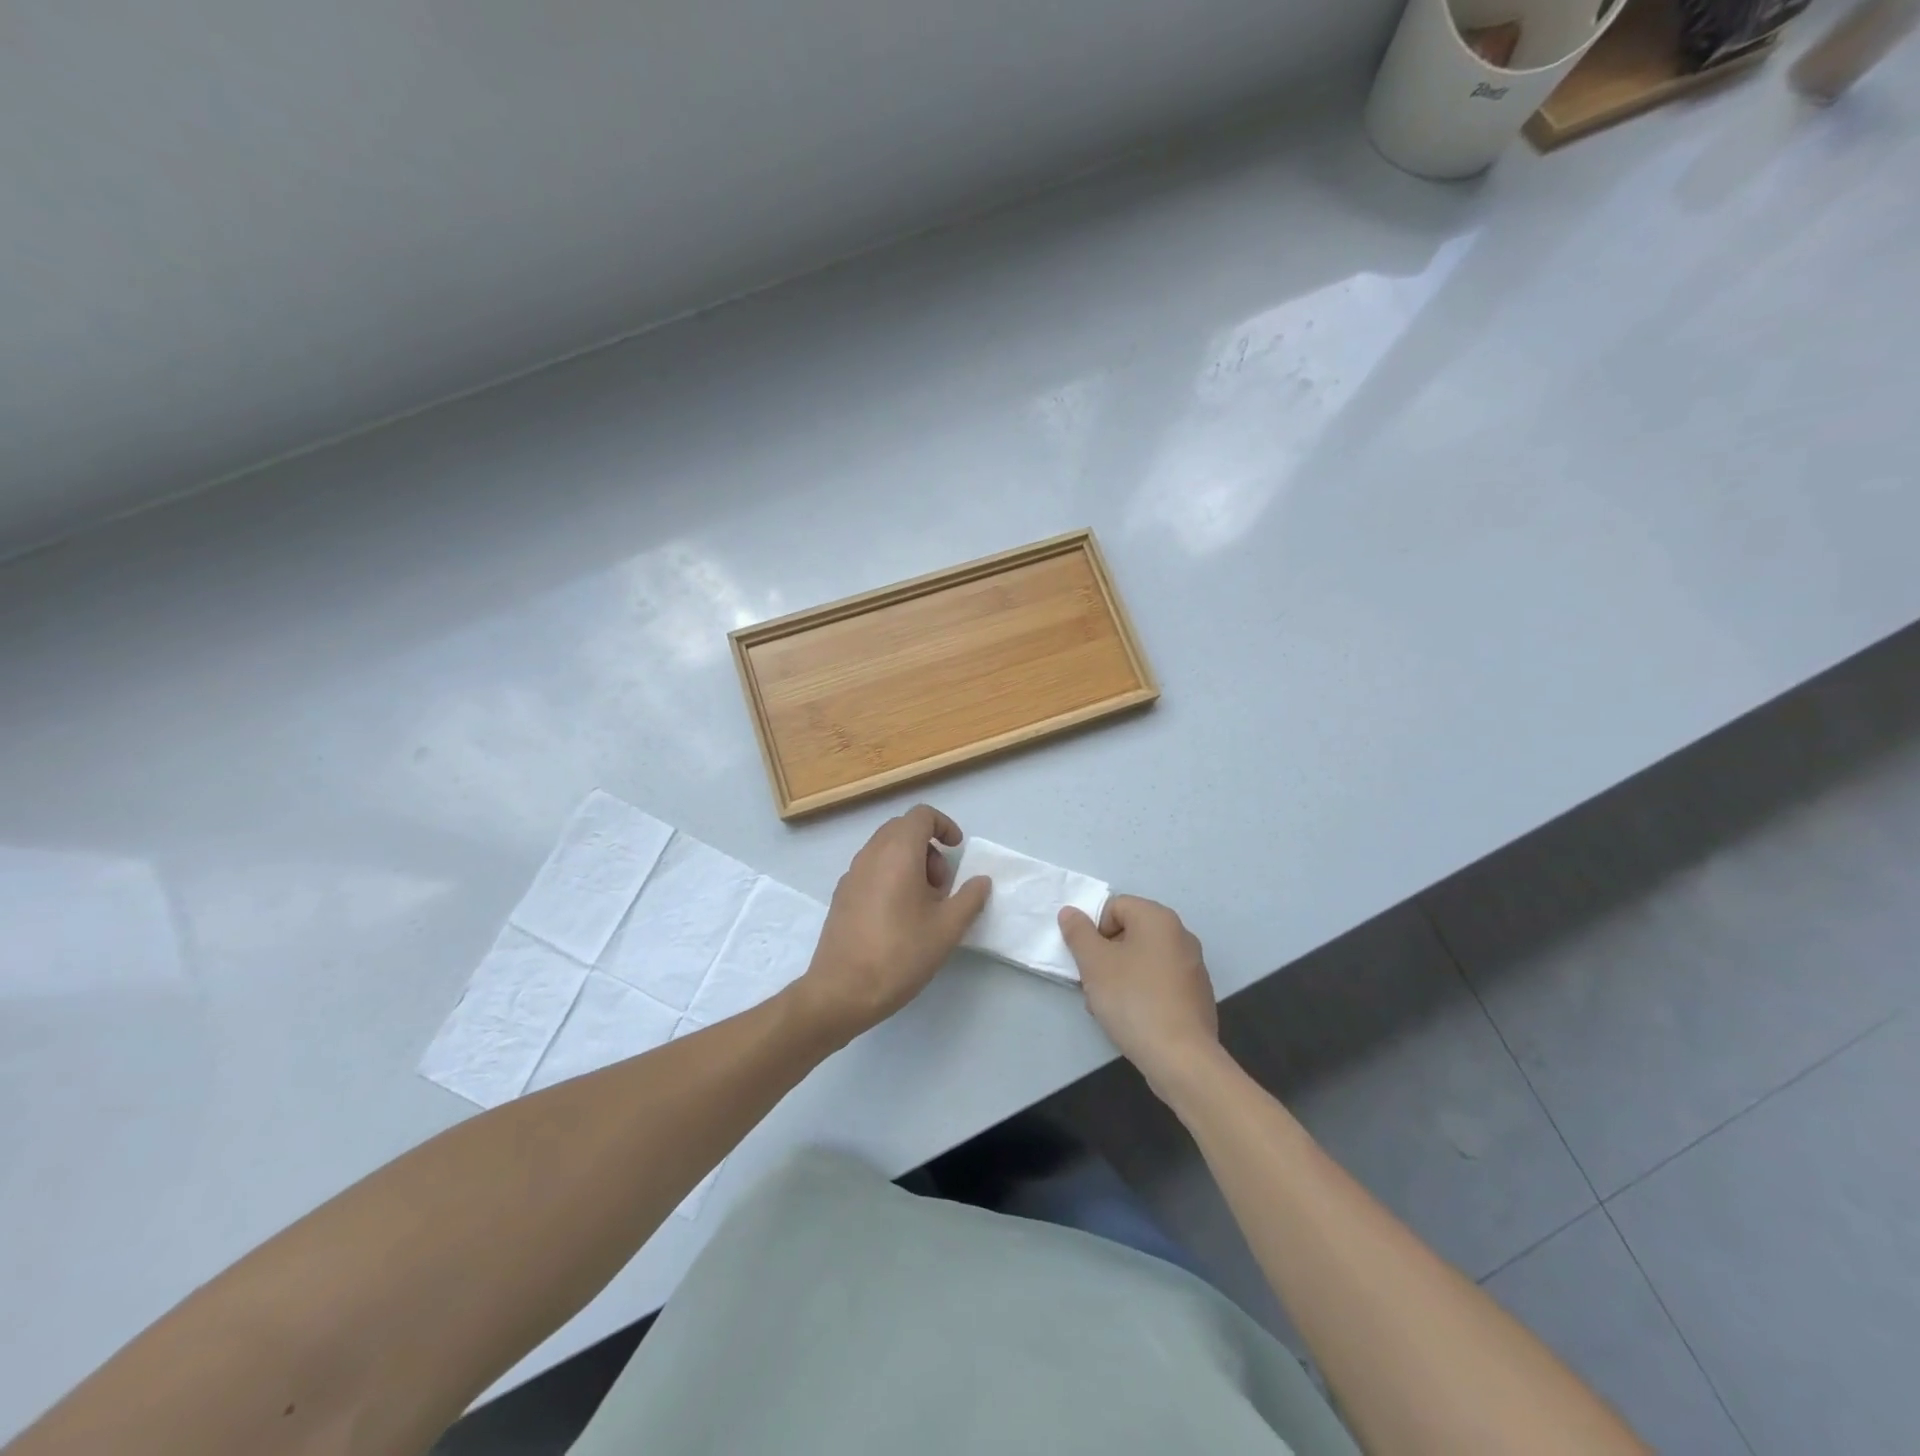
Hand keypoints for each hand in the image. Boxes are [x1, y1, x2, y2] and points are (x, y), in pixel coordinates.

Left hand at [795, 804, 990, 1041]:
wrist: (841, 991)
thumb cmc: (900, 954)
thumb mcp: (947, 929)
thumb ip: (970, 898)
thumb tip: (981, 880)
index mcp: (897, 852)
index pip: (921, 815)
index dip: (944, 825)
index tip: (957, 850)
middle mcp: (870, 854)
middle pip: (902, 829)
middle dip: (929, 847)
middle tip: (942, 886)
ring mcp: (851, 874)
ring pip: (885, 849)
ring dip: (910, 863)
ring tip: (924, 906)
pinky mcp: (841, 896)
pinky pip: (871, 870)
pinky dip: (891, 877)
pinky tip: (898, 917)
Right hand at [1059, 896, 1222, 1097]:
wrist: (1181, 1058)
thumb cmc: (1133, 999)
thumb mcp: (1094, 963)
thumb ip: (1078, 932)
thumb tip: (1071, 912)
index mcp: (1158, 919)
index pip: (1115, 906)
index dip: (1094, 929)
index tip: (1087, 960)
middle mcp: (1181, 935)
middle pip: (1129, 932)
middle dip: (1105, 955)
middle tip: (1093, 983)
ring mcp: (1193, 966)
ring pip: (1143, 960)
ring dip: (1120, 976)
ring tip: (1108, 1006)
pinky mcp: (1197, 995)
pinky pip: (1160, 982)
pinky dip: (1142, 992)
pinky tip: (1132, 1019)